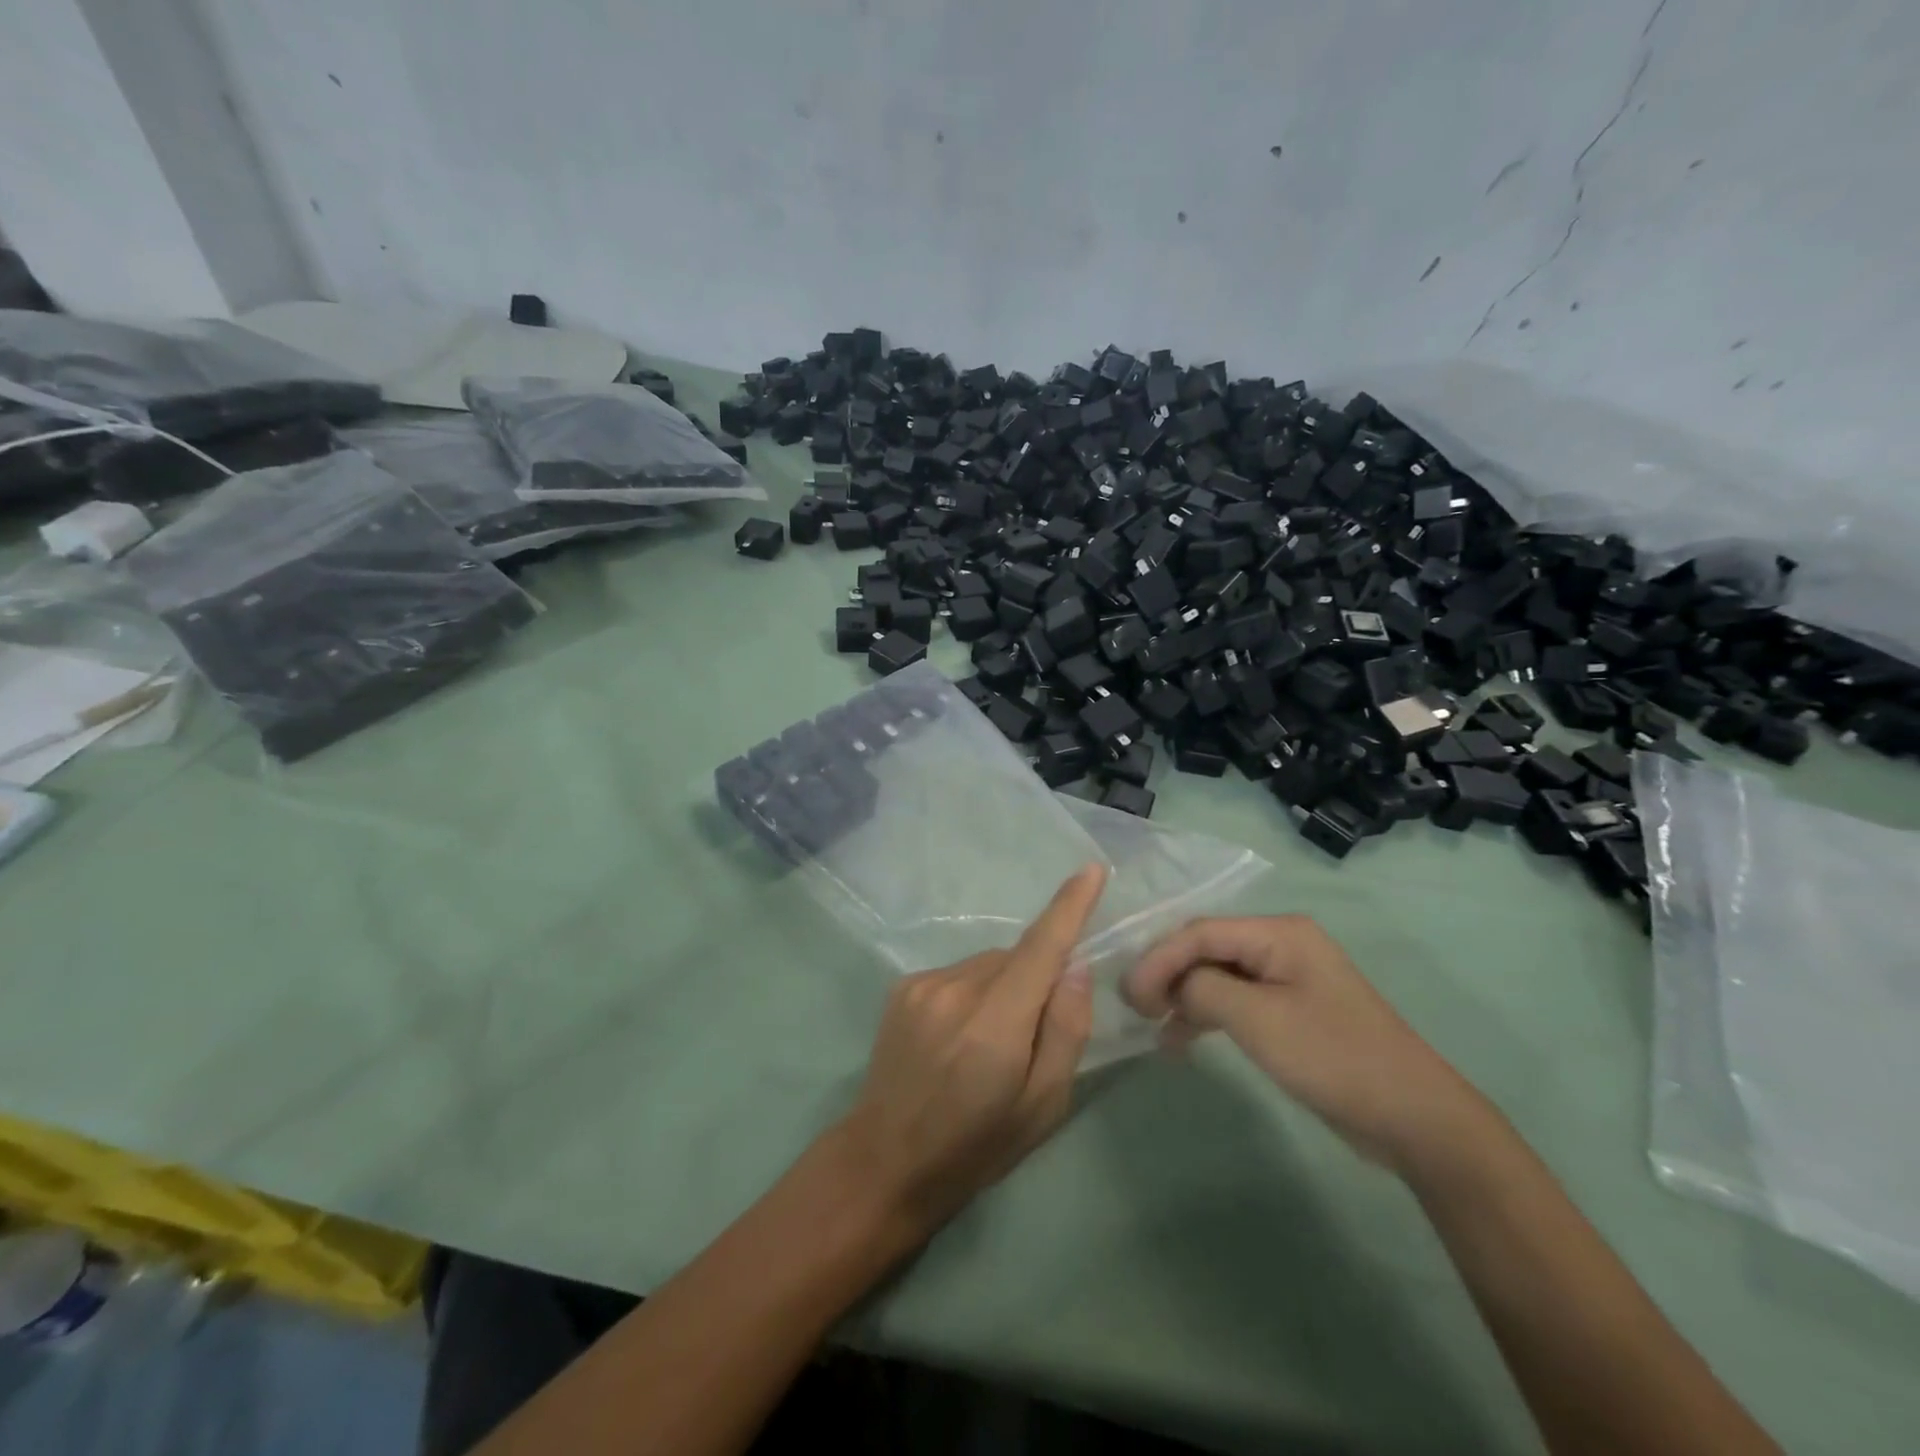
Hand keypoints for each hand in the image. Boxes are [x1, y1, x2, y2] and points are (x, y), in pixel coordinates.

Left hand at [832, 864, 1106, 1235]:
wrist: (886, 1160)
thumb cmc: (976, 1145)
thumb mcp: (1042, 1106)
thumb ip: (1065, 1031)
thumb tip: (1075, 967)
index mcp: (995, 1025)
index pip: (1041, 948)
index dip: (1069, 906)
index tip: (1091, 870)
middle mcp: (956, 990)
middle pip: (1016, 958)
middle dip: (1035, 979)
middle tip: (1029, 1034)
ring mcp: (923, 984)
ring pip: (987, 964)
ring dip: (1002, 986)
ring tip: (985, 1042)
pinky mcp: (903, 987)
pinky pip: (959, 973)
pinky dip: (973, 991)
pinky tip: (958, 1034)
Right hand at [1125, 916, 1493, 1178]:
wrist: (1413, 1117)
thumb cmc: (1332, 1057)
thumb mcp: (1258, 1019)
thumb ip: (1203, 988)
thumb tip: (1171, 984)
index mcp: (1278, 933)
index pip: (1199, 932)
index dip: (1158, 959)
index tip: (1129, 995)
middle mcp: (1281, 945)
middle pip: (1206, 948)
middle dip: (1167, 974)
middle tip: (1136, 1007)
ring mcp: (1287, 978)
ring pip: (1217, 974)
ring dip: (1184, 996)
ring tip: (1153, 1024)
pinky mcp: (1290, 1010)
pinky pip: (1235, 999)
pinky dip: (1207, 1015)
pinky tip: (1181, 1039)